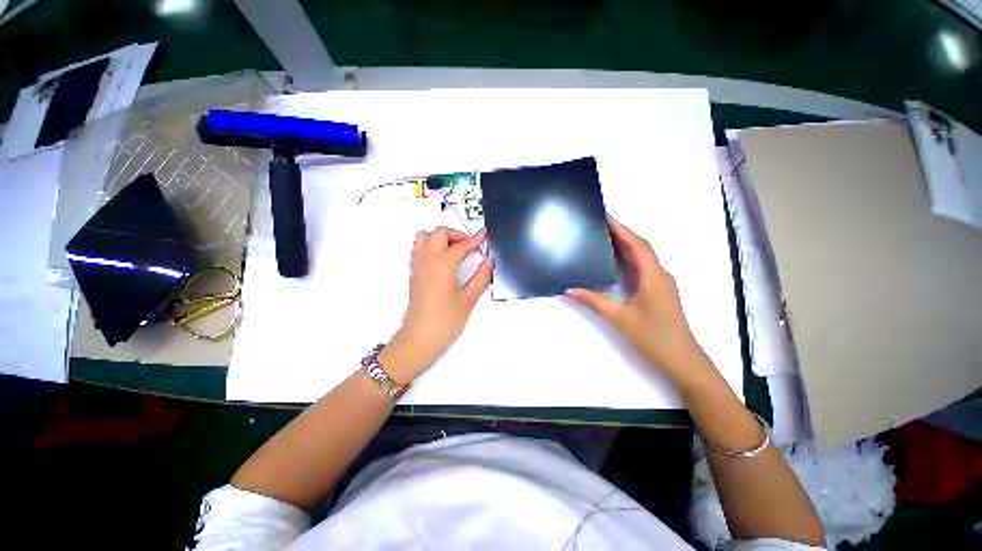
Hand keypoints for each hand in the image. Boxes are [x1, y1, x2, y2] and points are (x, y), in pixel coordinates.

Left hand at [379, 227, 492, 382]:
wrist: (420, 339)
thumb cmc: (446, 321)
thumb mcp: (469, 299)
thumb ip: (481, 277)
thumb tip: (489, 261)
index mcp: (442, 265)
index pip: (461, 246)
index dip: (475, 239)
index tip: (484, 234)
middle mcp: (426, 260)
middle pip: (439, 233)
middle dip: (456, 234)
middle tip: (470, 246)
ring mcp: (417, 266)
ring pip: (424, 237)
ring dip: (440, 237)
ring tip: (455, 250)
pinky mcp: (413, 273)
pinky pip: (419, 248)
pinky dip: (431, 245)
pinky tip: (443, 260)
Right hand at [566, 217, 709, 381]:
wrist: (682, 360)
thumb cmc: (654, 338)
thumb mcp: (620, 319)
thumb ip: (594, 301)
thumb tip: (570, 289)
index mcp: (653, 276)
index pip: (637, 245)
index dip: (622, 229)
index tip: (605, 217)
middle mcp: (659, 274)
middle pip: (641, 247)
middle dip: (622, 233)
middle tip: (599, 225)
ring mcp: (660, 283)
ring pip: (642, 257)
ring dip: (625, 245)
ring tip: (603, 238)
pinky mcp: (658, 291)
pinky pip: (641, 268)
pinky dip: (628, 259)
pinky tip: (614, 261)